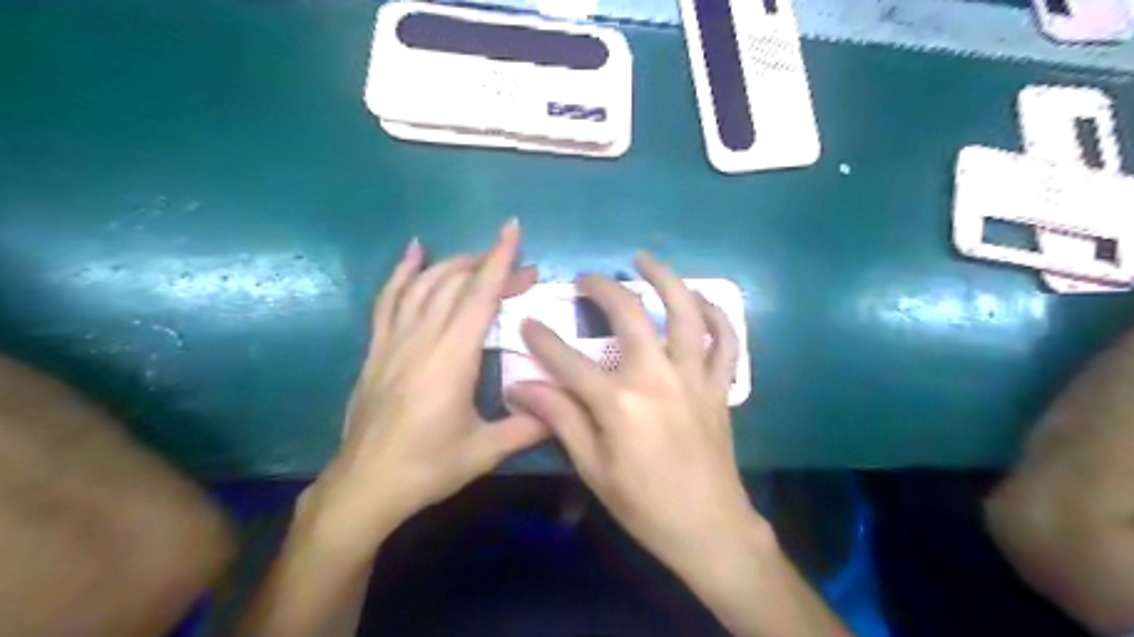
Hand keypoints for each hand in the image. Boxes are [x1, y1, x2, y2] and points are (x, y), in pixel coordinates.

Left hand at [303, 222, 545, 557]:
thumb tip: (564, 411)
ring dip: (455, 265)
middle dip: (491, 268)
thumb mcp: (486, 451)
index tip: (513, 230)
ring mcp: (394, 340)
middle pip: (457, 285)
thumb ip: (529, 426)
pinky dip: (403, 272)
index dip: (499, 260)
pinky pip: (388, 299)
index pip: (479, 296)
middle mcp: (422, 339)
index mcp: (451, 358)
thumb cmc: (428, 467)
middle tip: (523, 272)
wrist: (365, 486)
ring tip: (482, 260)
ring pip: (424, 285)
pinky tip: (414, 252)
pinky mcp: (377, 348)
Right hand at [507, 255, 759, 573]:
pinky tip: (700, 299)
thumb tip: (520, 387)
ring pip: (685, 312)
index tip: (526, 321)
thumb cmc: (644, 503)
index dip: (542, 338)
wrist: (708, 527)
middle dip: (601, 289)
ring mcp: (694, 377)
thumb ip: (559, 418)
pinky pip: (725, 341)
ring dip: (665, 279)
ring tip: (644, 259)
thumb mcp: (593, 467)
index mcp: (619, 402)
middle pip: (628, 315)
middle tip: (585, 277)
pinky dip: (716, 315)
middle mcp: (658, 377)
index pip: (568, 360)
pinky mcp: (719, 386)